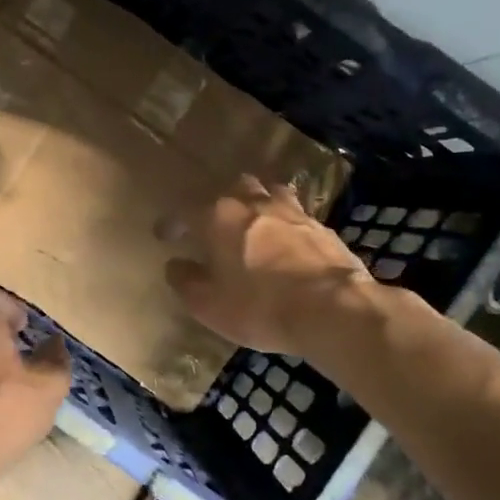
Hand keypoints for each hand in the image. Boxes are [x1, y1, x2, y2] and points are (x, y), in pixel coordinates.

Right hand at [160, 175, 376, 357]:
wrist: (334, 310)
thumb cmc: (260, 307)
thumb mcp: (209, 305)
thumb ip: (186, 281)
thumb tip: (176, 265)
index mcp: (217, 217)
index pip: (183, 210)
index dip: (171, 223)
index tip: (164, 236)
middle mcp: (251, 203)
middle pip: (229, 189)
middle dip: (216, 204)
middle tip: (212, 226)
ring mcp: (290, 210)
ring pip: (266, 192)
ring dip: (254, 203)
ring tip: (251, 223)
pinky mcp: (320, 225)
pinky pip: (294, 213)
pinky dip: (284, 221)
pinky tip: (286, 239)